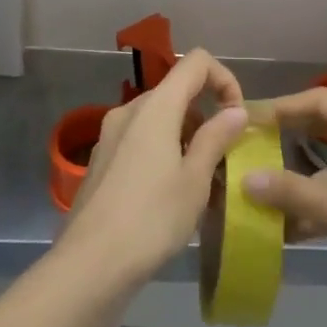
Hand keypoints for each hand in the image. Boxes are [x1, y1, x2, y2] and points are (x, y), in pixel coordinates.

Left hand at [57, 48, 247, 296]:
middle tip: (223, 160)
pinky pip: (141, 140)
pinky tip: (171, 195)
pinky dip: (163, 152)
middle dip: (206, 117)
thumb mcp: (195, 180)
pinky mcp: (102, 159)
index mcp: (156, 106)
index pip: (196, 62)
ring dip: (186, 138)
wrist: (90, 264)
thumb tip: (236, 110)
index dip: (224, 79)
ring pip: (159, 118)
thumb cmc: (152, 218)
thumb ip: (217, 138)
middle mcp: (130, 110)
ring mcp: (111, 134)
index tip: (236, 117)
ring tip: (202, 183)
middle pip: (177, 92)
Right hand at [244, 88, 326, 307]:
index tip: (250, 119)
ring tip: (268, 185)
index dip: (282, 106)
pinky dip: (322, 198)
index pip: (319, 100)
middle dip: (290, 136)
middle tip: (254, 146)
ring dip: (304, 173)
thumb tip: (247, 178)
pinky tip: (296, 224)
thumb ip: (293, 193)